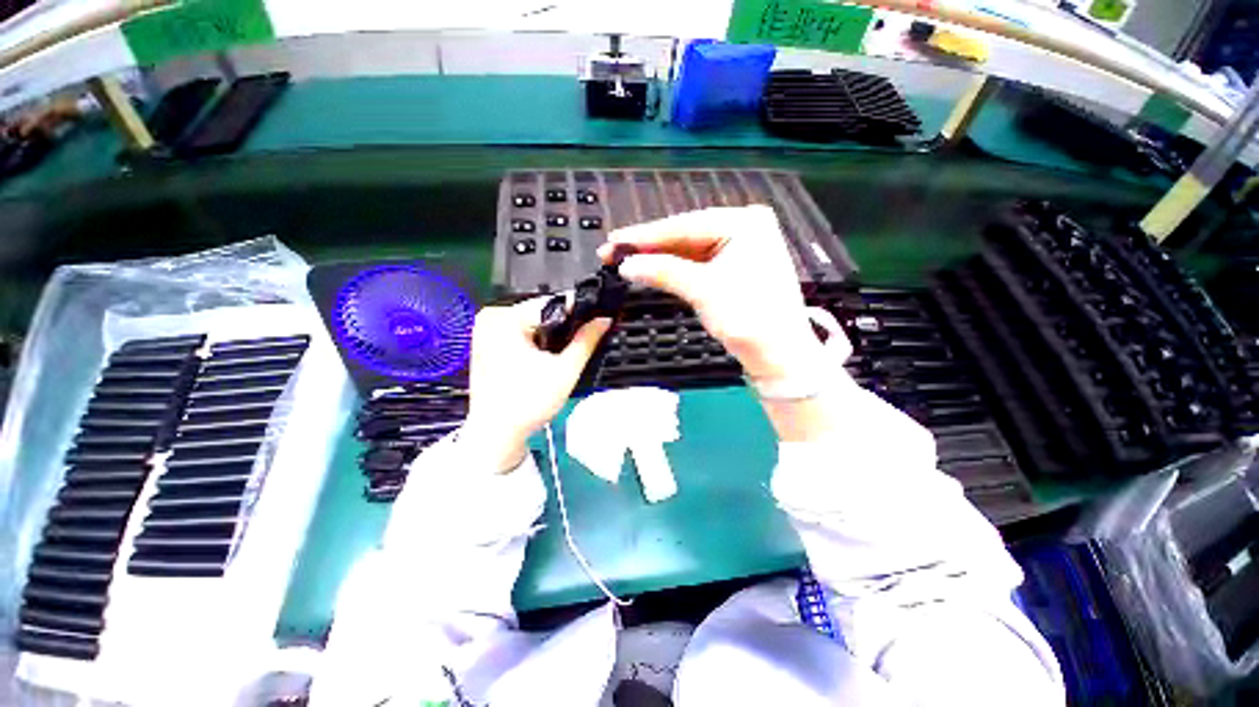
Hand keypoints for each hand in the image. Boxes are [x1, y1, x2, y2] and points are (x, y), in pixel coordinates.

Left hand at [461, 298, 610, 471]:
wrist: (496, 435)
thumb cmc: (528, 403)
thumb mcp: (565, 370)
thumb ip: (586, 341)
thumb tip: (605, 320)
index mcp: (505, 318)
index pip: (552, 304)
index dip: (579, 312)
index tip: (599, 319)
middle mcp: (491, 318)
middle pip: (541, 313)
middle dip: (565, 325)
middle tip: (587, 338)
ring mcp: (486, 330)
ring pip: (533, 323)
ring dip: (552, 334)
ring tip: (569, 350)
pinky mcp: (487, 343)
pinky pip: (521, 333)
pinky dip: (538, 341)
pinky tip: (549, 356)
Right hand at [599, 206, 822, 383]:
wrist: (778, 355)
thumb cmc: (749, 318)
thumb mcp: (704, 291)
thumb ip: (663, 272)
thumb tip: (626, 264)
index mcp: (744, 223)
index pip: (685, 226)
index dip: (645, 236)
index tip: (614, 241)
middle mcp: (743, 228)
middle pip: (685, 235)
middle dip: (649, 247)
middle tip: (613, 252)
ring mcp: (739, 247)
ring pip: (689, 250)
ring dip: (659, 258)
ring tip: (626, 261)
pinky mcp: (734, 267)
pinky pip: (697, 263)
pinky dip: (674, 269)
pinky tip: (652, 268)